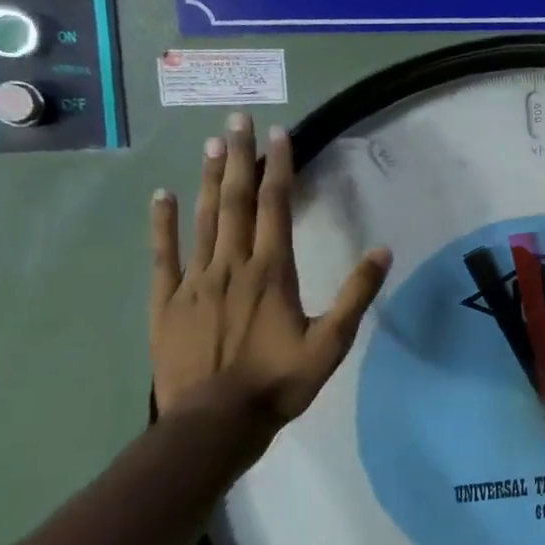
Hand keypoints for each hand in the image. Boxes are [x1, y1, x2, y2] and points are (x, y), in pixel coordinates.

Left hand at [150, 113, 390, 425]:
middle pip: (234, 201)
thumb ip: (355, 295)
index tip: (279, 134)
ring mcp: (195, 281)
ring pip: (202, 219)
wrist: (214, 423)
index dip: (278, 168)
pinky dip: (163, 223)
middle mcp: (231, 265)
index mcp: (271, 272)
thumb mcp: (331, 344)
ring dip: (206, 179)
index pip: (275, 207)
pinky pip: (164, 254)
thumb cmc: (278, 383)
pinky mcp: (167, 302)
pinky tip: (161, 196)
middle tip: (236, 121)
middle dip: (238, 158)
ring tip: (210, 144)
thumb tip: (383, 251)